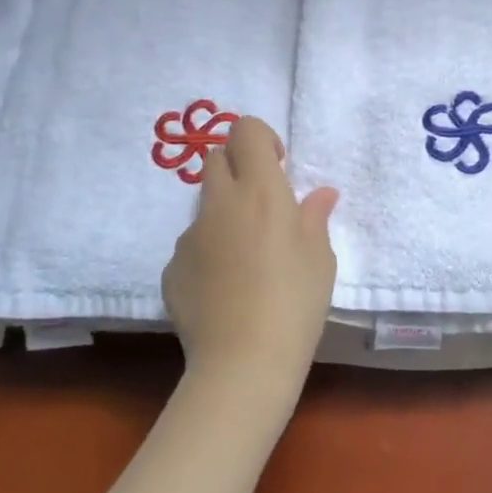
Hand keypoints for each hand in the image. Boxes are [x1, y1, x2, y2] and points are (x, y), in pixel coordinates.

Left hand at [162, 116, 338, 398]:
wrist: (243, 362)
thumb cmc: (296, 301)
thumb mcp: (320, 257)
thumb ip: (314, 217)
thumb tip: (319, 194)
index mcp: (261, 191)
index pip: (245, 130)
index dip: (260, 139)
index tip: (278, 167)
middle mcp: (220, 203)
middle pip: (216, 158)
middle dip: (238, 168)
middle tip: (261, 206)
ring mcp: (190, 236)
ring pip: (204, 206)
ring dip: (224, 215)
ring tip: (245, 260)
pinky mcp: (171, 268)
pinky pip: (192, 246)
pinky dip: (208, 254)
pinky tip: (225, 291)